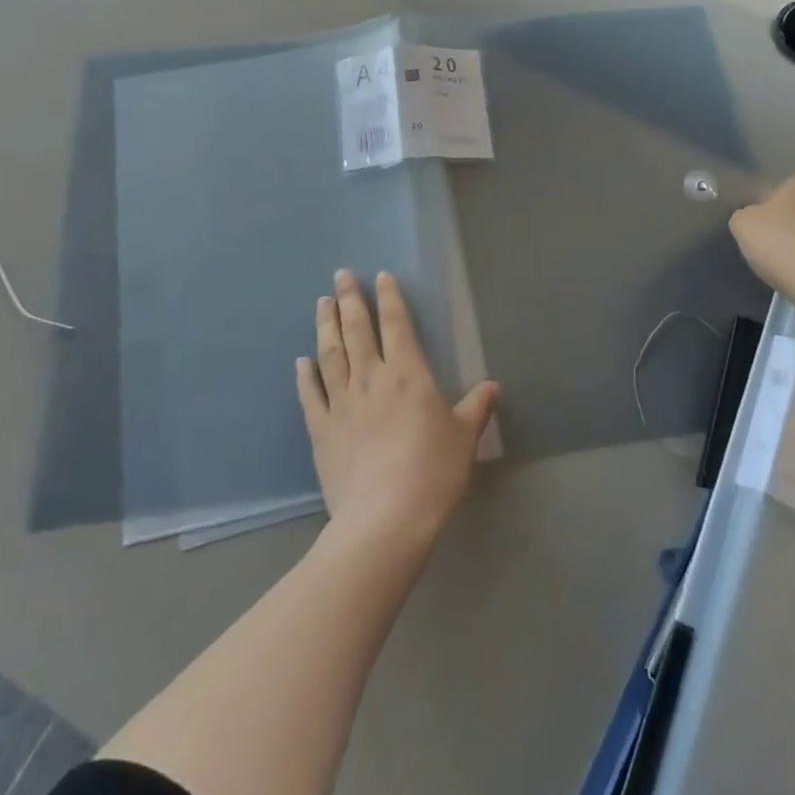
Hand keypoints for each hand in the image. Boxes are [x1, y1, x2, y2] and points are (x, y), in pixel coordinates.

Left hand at [297, 270, 499, 549]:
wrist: (385, 520)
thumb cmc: (432, 473)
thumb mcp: (464, 439)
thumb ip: (476, 408)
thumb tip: (493, 387)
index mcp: (408, 374)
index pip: (397, 324)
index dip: (389, 298)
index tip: (380, 276)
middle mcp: (371, 378)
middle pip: (358, 329)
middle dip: (350, 299)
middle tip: (341, 274)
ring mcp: (342, 403)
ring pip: (331, 353)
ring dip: (326, 325)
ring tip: (322, 302)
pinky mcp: (321, 430)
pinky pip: (310, 395)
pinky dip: (305, 375)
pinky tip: (301, 360)